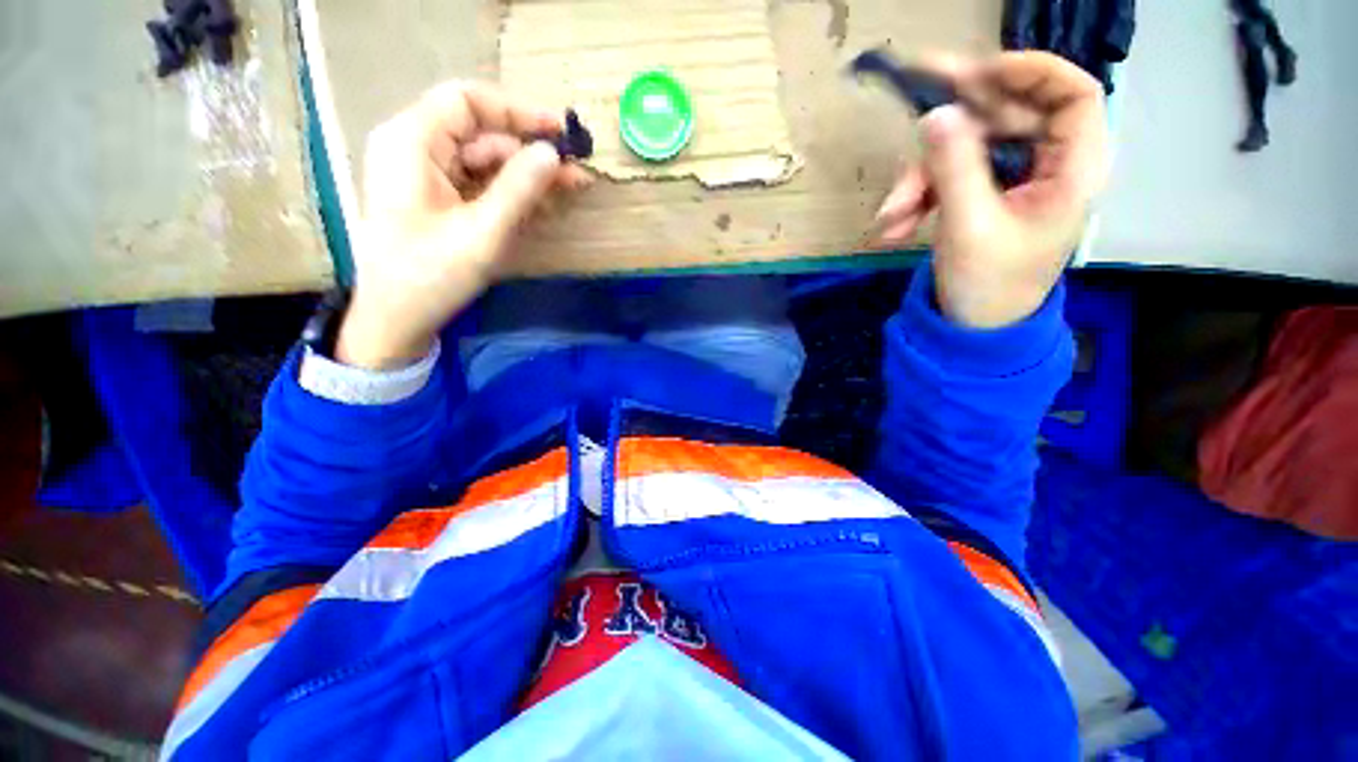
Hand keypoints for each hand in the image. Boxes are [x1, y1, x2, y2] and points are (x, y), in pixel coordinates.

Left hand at [336, 83, 590, 369]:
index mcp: (412, 142)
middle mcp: (415, 149)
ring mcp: (425, 176)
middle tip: (576, 175)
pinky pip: (478, 186)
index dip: (518, 112)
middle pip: (480, 135)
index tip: (561, 133)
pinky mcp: (436, 201)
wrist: (395, 320)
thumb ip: (519, 189)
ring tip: (568, 192)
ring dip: (526, 178)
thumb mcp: (482, 232)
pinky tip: (541, 207)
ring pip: (484, 163)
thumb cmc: (431, 275)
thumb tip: (553, 153)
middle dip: (530, 154)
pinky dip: (509, 195)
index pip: (468, 102)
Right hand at [875, 52, 1107, 327]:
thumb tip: (936, 114)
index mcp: (1072, 169)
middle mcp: (1047, 165)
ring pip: (967, 149)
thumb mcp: (969, 227)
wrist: (973, 331)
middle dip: (953, 128)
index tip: (977, 75)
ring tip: (889, 218)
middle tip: (913, 113)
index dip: (1029, 73)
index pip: (1072, 93)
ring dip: (920, 179)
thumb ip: (955, 168)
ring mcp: (1011, 180)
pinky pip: (949, 177)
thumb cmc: (988, 287)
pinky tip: (893, 227)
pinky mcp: (982, 195)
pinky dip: (918, 198)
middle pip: (1007, 116)